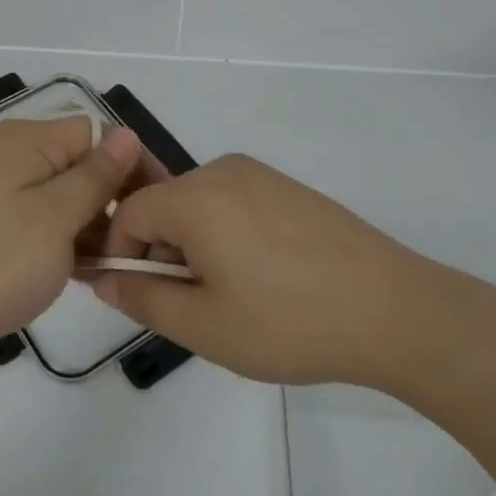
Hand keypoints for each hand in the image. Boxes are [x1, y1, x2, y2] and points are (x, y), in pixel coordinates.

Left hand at [0, 117, 159, 355]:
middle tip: (131, 248)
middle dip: (110, 199)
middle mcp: (10, 151)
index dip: (130, 166)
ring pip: (62, 192)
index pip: (97, 134)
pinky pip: (39, 214)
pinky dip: (61, 237)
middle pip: (79, 161)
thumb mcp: (58, 217)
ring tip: (106, 266)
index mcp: (27, 139)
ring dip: (88, 224)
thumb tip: (127, 134)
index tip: (155, 210)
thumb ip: (97, 174)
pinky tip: (77, 271)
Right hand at [89, 154, 457, 386]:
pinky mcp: (285, 186)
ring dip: (194, 245)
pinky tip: (261, 277)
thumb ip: (143, 298)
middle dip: (161, 252)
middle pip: (164, 204)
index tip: (141, 297)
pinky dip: (225, 234)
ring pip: (198, 205)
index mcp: (195, 196)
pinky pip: (232, 202)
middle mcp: (222, 171)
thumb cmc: (289, 322)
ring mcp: (258, 174)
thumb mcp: (204, 325)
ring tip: (230, 296)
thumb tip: (102, 279)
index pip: (128, 212)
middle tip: (191, 306)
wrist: (393, 310)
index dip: (120, 255)